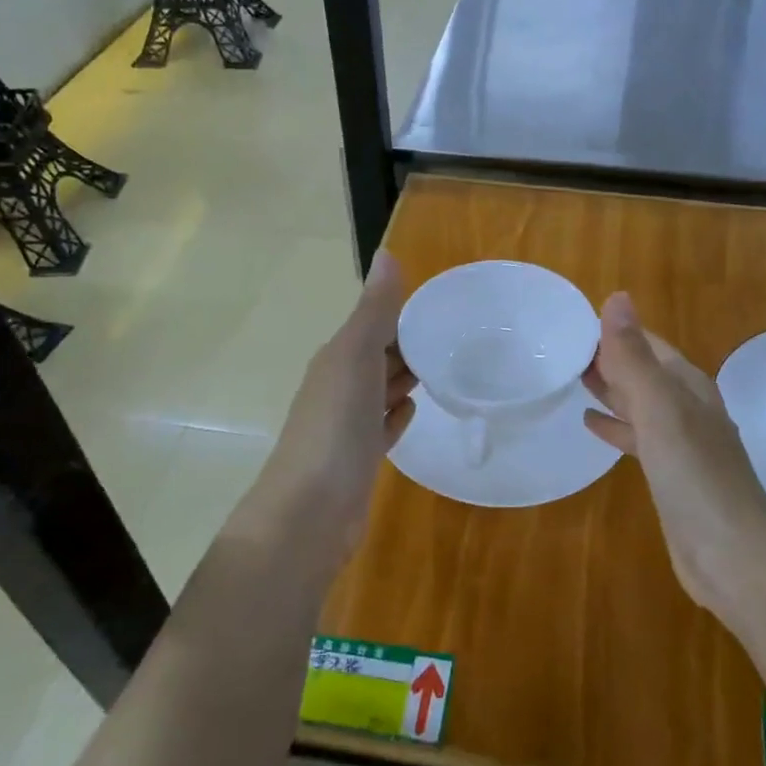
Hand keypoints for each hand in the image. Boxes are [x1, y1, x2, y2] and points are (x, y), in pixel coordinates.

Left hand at [254, 252, 416, 559]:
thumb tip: (387, 253)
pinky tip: (414, 411)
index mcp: (337, 359)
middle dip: (408, 344)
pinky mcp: (359, 459)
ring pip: (380, 391)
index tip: (444, 307)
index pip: (374, 326)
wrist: (310, 511)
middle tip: (456, 337)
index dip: (403, 314)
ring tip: (445, 368)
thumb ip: (374, 310)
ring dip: (404, 378)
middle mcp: (339, 387)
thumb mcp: (356, 356)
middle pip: (378, 357)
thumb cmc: (335, 425)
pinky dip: (397, 416)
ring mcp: (347, 426)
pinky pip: (382, 428)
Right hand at [582, 293, 765, 616]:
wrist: (732, 556)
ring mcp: (681, 443)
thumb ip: (635, 357)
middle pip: (644, 371)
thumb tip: (616, 297)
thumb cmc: (695, 475)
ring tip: (573, 379)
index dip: (615, 331)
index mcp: (687, 386)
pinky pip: (638, 438)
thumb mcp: (660, 409)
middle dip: (610, 358)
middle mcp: (687, 408)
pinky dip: (615, 426)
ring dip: (611, 389)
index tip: (573, 323)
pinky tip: (590, 425)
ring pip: (640, 404)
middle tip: (564, 350)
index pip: (648, 344)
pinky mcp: (671, 475)